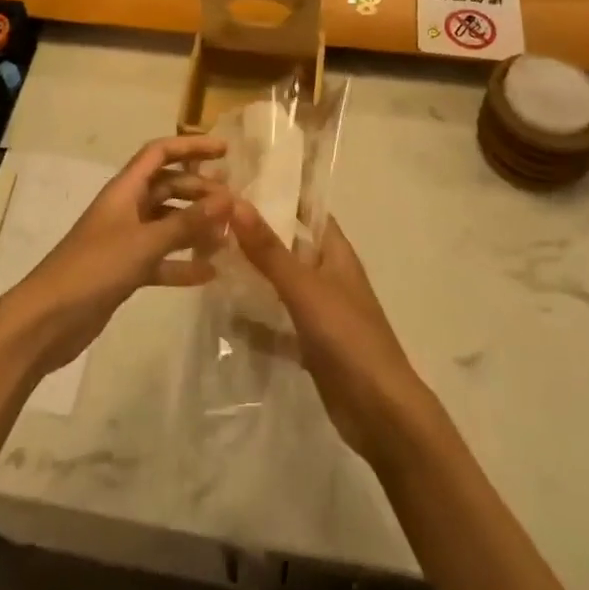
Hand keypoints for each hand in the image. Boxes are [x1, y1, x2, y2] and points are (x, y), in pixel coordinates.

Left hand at [0, 136, 231, 376]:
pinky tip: (209, 273)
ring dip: (195, 227)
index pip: (160, 154)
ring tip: (228, 236)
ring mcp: (125, 240)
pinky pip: (161, 258)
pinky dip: (183, 263)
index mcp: (125, 190)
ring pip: (168, 223)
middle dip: (200, 191)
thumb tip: (228, 198)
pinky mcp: (125, 270)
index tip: (225, 151)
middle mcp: (126, 208)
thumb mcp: (145, 243)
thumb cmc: (94, 269)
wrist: (48, 320)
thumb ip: (187, 222)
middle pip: (168, 187)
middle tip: (234, 204)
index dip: (191, 147)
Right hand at [229, 201, 435, 468]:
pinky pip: (277, 325)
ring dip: (253, 275)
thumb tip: (236, 202)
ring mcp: (320, 312)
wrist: (380, 413)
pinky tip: (223, 315)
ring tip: (208, 258)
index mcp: (336, 254)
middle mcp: (328, 276)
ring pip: (281, 284)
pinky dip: (255, 321)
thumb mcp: (305, 288)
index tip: (242, 177)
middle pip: (289, 246)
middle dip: (256, 233)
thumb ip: (270, 250)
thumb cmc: (348, 336)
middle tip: (211, 217)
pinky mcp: (310, 345)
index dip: (281, 192)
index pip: (308, 210)